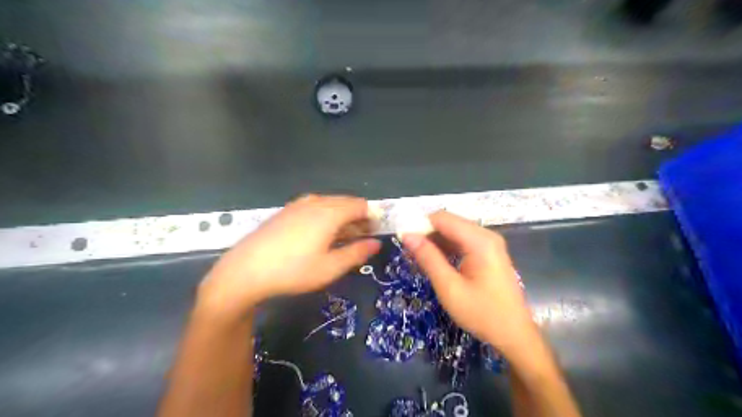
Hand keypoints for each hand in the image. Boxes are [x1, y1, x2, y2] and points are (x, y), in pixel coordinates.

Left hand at [198, 196, 381, 319]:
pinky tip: (319, 236)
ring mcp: (299, 204)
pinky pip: (315, 208)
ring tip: (342, 239)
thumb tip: (376, 243)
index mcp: (330, 212)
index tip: (374, 234)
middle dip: (358, 218)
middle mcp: (316, 202)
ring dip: (341, 218)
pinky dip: (325, 217)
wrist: (246, 270)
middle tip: (361, 239)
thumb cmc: (293, 271)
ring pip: (330, 205)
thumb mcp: (330, 267)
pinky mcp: (286, 211)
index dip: (372, 217)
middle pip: (346, 202)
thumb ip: (357, 253)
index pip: (361, 205)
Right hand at [400, 213, 539, 355]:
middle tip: (409, 254)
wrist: (514, 335)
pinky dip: (446, 248)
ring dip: (435, 242)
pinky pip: (462, 241)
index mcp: (480, 241)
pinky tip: (436, 263)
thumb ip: (428, 258)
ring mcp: (489, 243)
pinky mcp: (489, 253)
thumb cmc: (482, 314)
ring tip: (418, 260)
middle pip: (449, 223)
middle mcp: (486, 235)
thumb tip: (407, 236)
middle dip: (427, 234)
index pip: (442, 218)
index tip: (404, 242)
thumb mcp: (449, 288)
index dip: (420, 225)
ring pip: (454, 231)